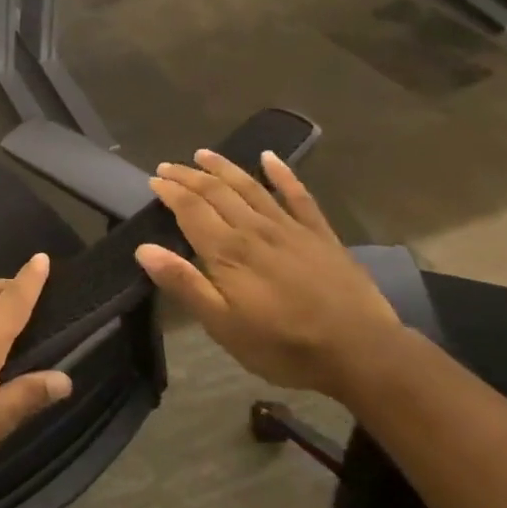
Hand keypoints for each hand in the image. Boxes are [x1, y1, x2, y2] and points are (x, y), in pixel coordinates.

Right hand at [133, 149, 400, 399]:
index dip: (170, 192)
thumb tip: (144, 249)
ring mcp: (290, 228)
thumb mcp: (223, 326)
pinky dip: (283, 174)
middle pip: (216, 192)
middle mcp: (254, 229)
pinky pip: (298, 196)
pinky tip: (271, 157)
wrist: (362, 353)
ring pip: (250, 187)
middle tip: (168, 165)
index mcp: (228, 250)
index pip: (191, 209)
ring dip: (224, 167)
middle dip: (189, 176)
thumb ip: (184, 284)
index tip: (154, 180)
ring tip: (203, 153)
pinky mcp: (320, 235)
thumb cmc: (284, 345)